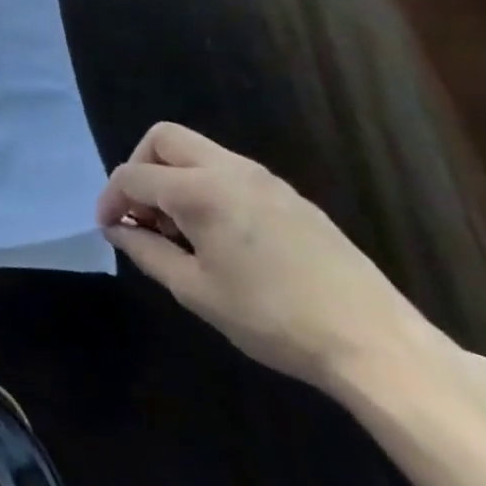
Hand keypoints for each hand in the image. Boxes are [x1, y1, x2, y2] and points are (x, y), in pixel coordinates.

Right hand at [97, 122, 427, 391]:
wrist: (378, 346)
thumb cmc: (274, 318)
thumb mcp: (196, 291)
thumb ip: (146, 251)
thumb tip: (117, 229)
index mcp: (200, 190)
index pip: (133, 176)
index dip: (110, 199)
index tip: (107, 228)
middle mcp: (229, 169)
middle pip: (163, 139)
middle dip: (140, 167)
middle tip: (141, 213)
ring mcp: (265, 180)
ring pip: (198, 151)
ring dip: (174, 177)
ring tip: (180, 230)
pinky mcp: (291, 197)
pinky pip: (230, 172)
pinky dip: (207, 187)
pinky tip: (220, 236)